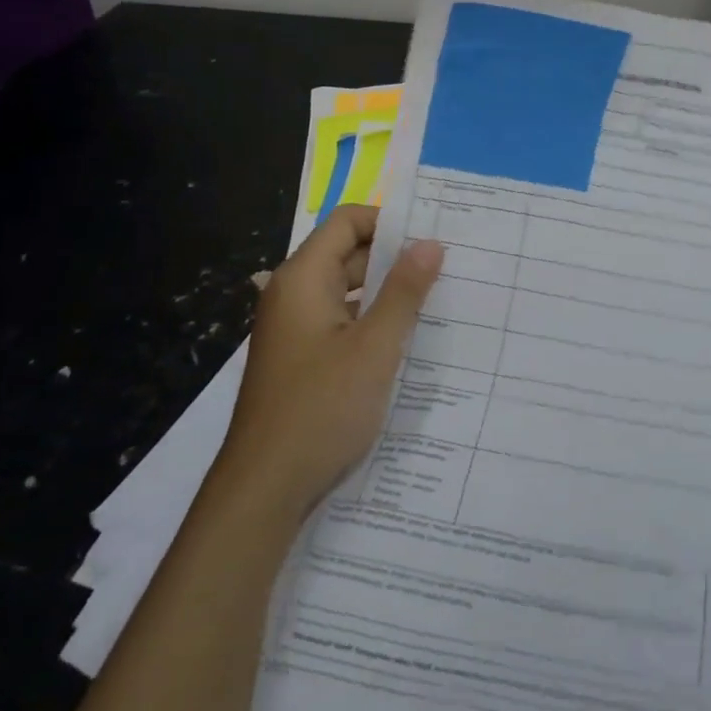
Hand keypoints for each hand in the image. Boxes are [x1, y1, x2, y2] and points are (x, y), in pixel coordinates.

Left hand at [219, 205, 443, 523]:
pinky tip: (406, 340)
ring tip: (437, 300)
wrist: (264, 490)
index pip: (347, 221)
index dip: (389, 221)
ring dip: (386, 292)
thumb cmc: (321, 408)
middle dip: (394, 256)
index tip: (432, 238)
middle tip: (446, 267)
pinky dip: (371, 321)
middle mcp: (293, 294)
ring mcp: (294, 328)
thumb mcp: (375, 347)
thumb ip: (404, 292)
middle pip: (347, 253)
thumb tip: (430, 243)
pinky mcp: (300, 358)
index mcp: (303, 279)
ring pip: (347, 290)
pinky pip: (340, 321)